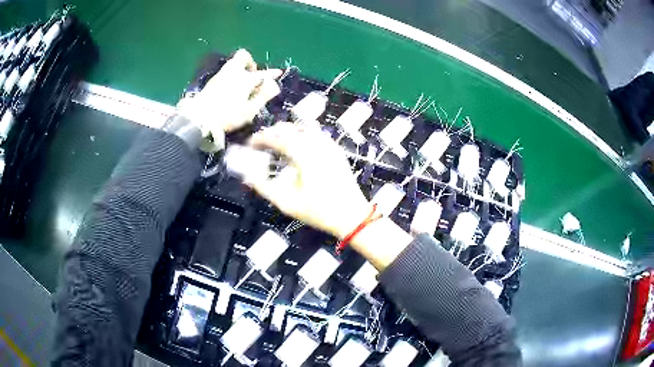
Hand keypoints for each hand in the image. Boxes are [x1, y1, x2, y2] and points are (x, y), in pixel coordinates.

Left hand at [177, 49, 281, 135]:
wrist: (199, 119)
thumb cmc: (228, 116)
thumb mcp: (250, 110)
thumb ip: (263, 96)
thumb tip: (274, 85)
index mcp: (246, 79)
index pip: (263, 73)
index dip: (271, 74)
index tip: (278, 73)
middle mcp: (233, 72)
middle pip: (243, 56)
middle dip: (250, 62)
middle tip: (253, 74)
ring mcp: (221, 75)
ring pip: (233, 63)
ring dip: (240, 68)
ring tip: (243, 83)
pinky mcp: (211, 82)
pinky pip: (226, 71)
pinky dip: (231, 75)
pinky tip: (231, 87)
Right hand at [247, 123, 371, 239]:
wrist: (351, 216)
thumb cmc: (319, 211)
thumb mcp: (287, 203)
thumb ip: (264, 188)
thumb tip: (248, 177)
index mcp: (303, 155)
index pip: (276, 138)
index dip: (261, 138)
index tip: (251, 143)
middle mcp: (316, 145)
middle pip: (290, 128)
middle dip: (273, 132)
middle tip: (261, 141)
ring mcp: (329, 146)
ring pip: (305, 127)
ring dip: (289, 130)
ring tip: (278, 140)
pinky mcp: (336, 151)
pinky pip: (318, 134)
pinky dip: (304, 134)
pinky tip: (299, 145)